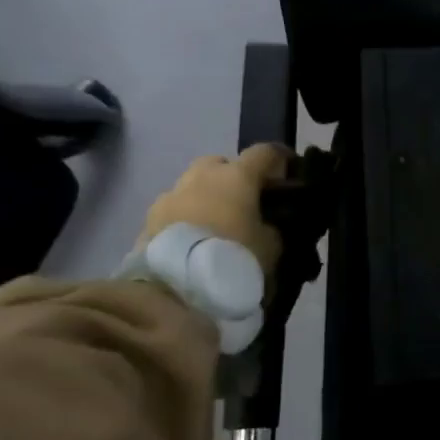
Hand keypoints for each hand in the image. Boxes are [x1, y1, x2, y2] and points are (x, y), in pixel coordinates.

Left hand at [139, 145, 290, 272]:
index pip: (265, 153)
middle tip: (247, 204)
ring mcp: (171, 195)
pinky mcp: (149, 218)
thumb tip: (266, 225)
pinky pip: (176, 210)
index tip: (290, 173)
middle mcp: (202, 176)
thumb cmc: (235, 257)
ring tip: (218, 227)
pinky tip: (195, 242)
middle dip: (235, 178)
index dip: (281, 160)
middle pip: (222, 164)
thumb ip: (273, 228)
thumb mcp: (273, 246)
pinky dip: (187, 218)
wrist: (176, 287)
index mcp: (238, 176)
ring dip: (207, 198)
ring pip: (195, 186)